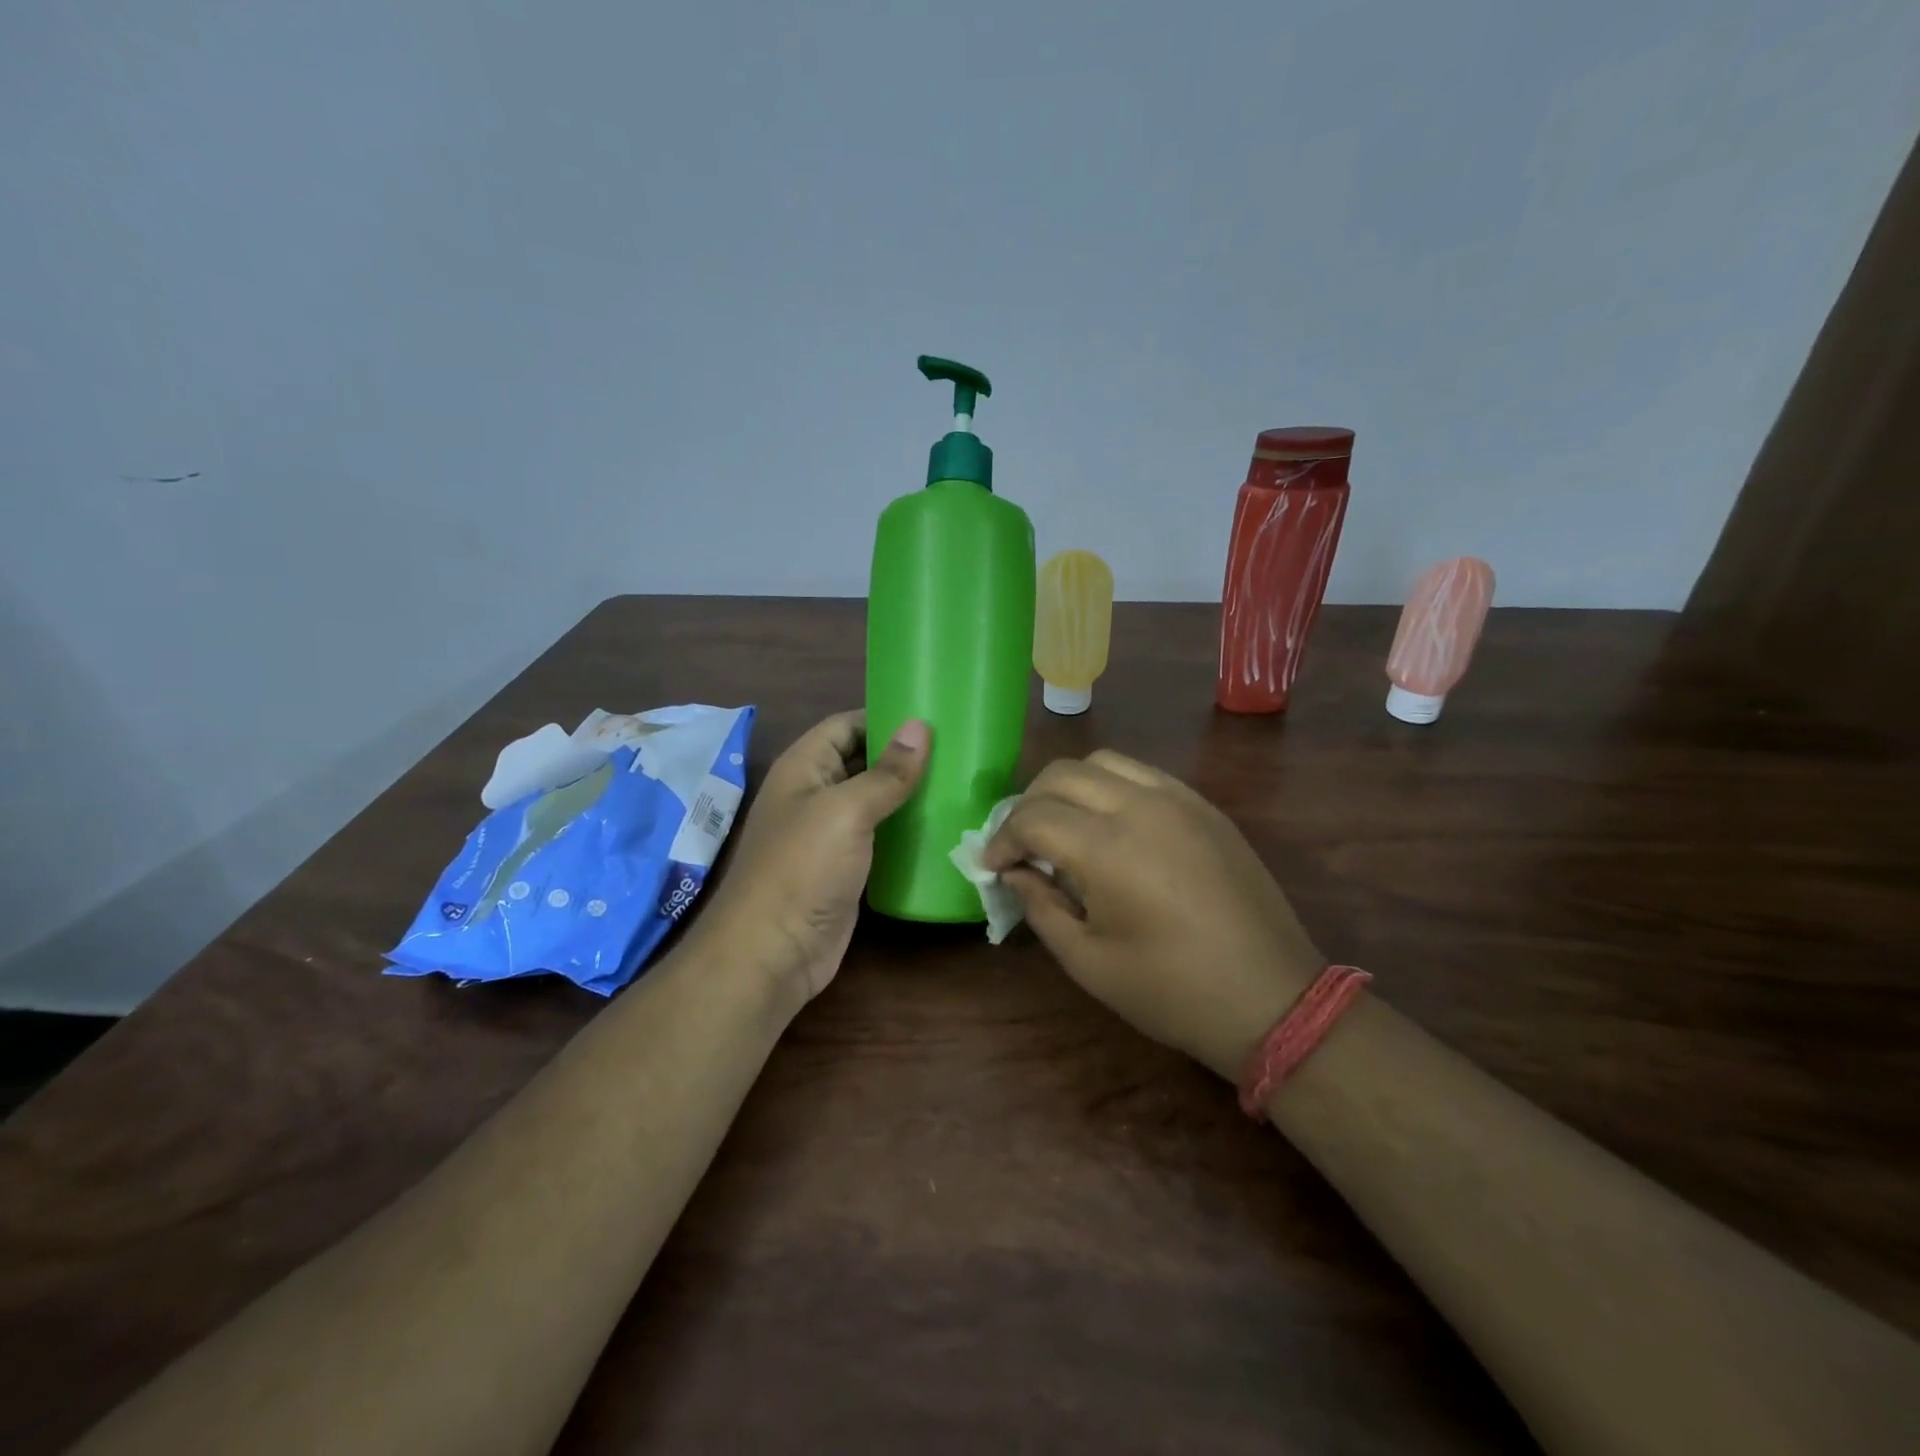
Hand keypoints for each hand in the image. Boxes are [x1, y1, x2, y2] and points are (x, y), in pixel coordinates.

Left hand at [694, 711, 929, 1005]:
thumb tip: (920, 726)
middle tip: (957, 751)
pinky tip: (941, 827)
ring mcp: (829, 835)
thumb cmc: (803, 868)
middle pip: (861, 762)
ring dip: (908, 794)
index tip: (932, 718)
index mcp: (804, 767)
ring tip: (958, 784)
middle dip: (902, 756)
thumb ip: (886, 772)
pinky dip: (905, 831)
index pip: (845, 726)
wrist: (773, 952)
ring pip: (873, 802)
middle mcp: (814, 795)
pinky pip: (879, 838)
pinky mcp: (846, 869)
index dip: (883, 718)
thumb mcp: (846, 811)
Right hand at [984, 750, 1321, 1079]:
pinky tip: (1110, 826)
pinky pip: (1143, 775)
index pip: (1033, 817)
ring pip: (1104, 762)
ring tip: (1063, 827)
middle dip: (1028, 804)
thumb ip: (1040, 906)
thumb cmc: (1171, 991)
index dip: (1002, 839)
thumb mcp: (1088, 961)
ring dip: (1069, 787)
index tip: (993, 865)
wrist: (1272, 998)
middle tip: (1021, 844)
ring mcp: (1179, 800)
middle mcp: (1141, 806)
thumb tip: (1014, 872)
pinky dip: (1111, 787)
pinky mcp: (1204, 807)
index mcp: (1108, 848)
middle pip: (1062, 774)